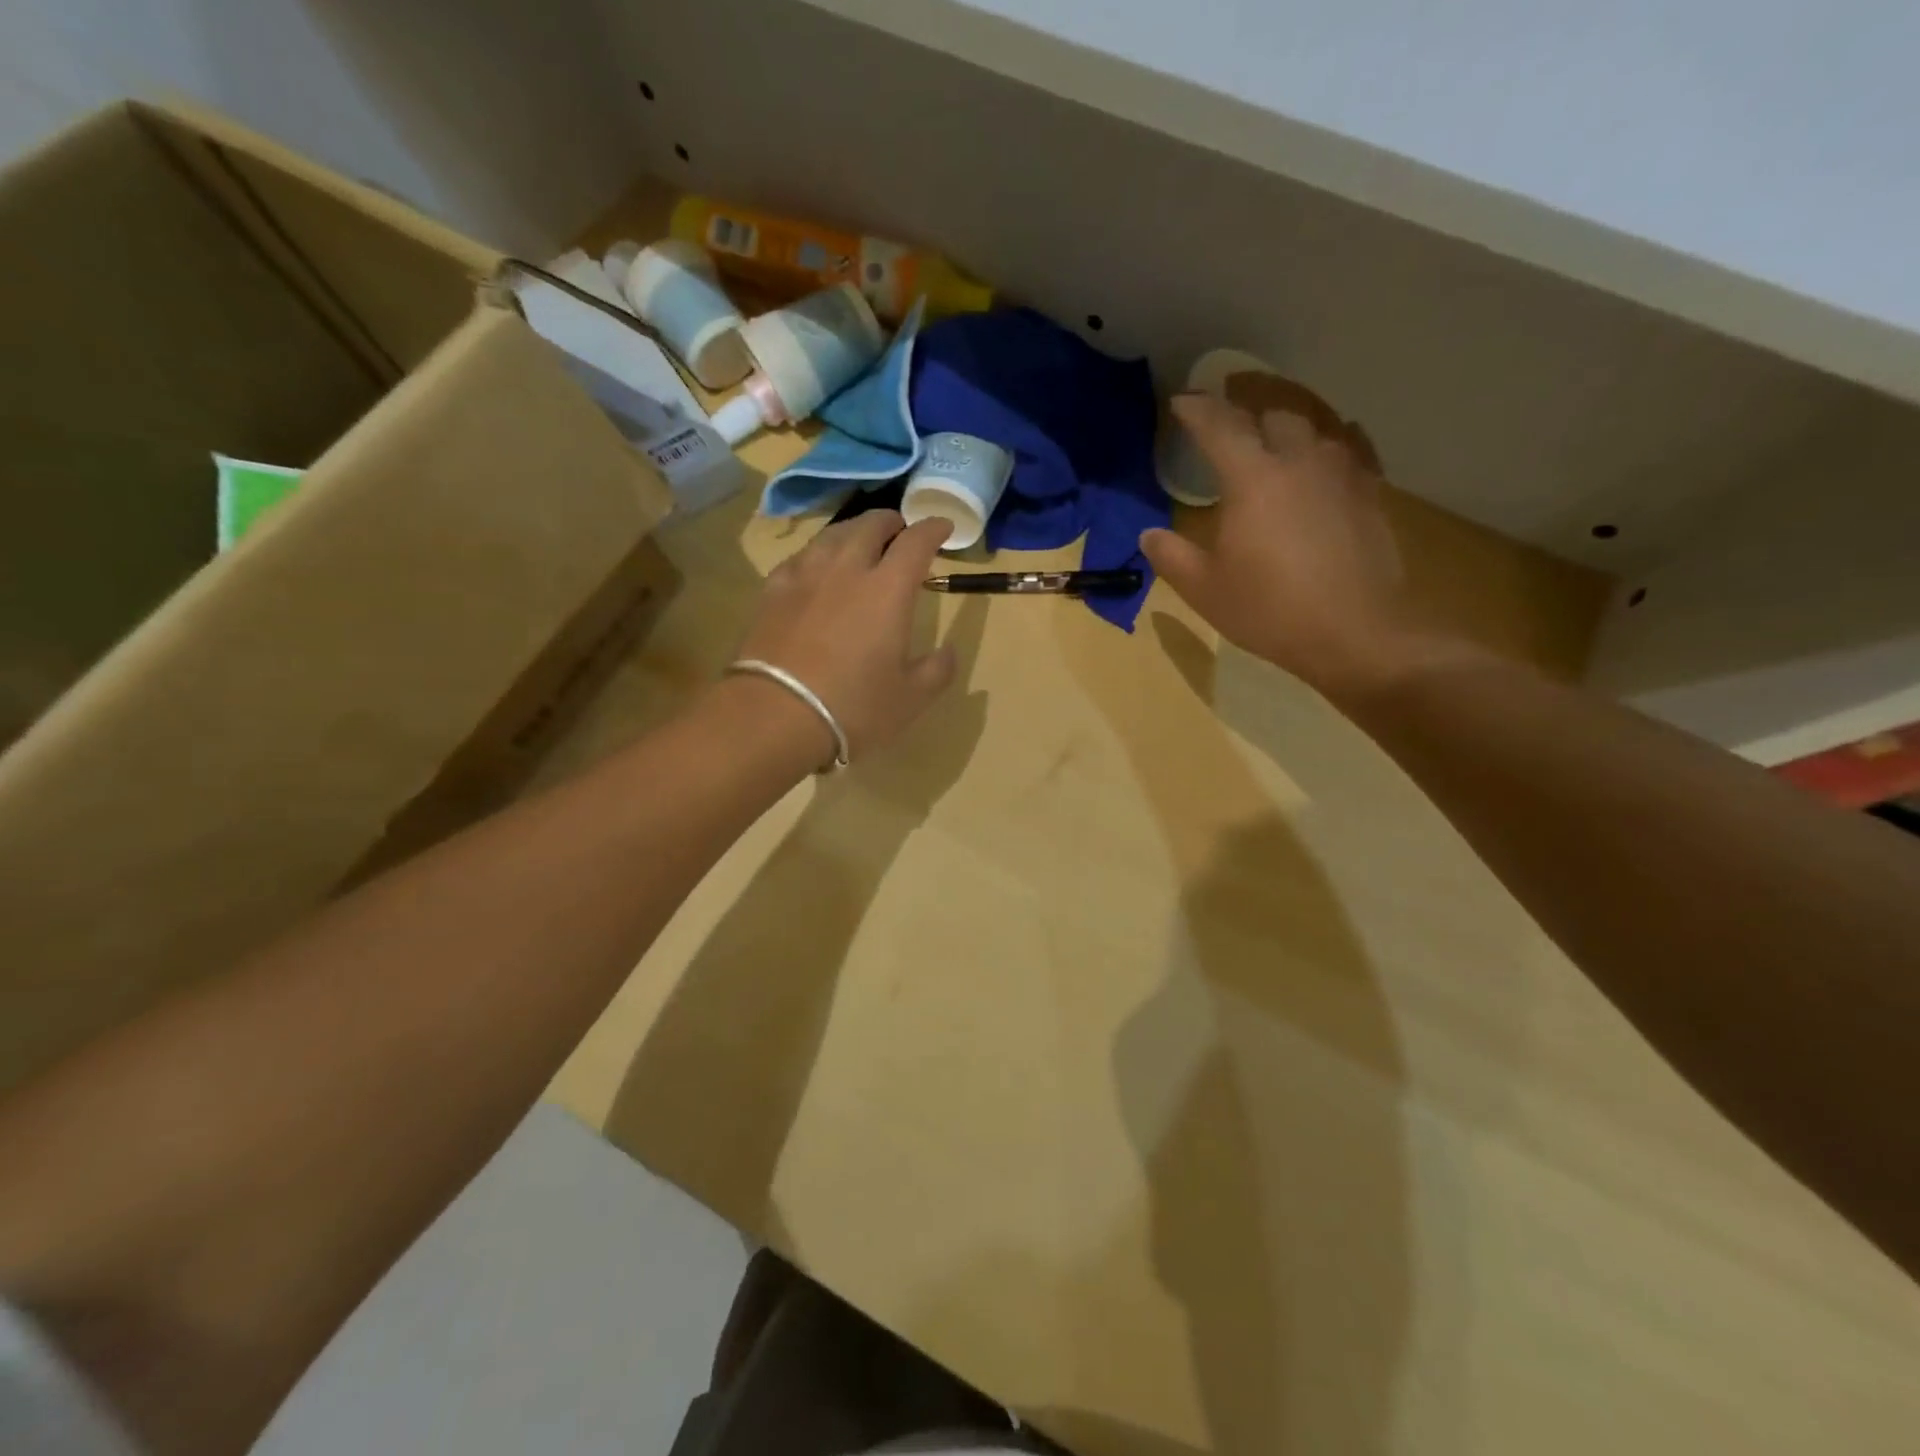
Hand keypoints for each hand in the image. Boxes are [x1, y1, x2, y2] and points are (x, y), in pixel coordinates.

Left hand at [737, 511, 957, 758]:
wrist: (774, 716)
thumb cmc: (853, 707)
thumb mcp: (911, 699)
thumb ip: (938, 670)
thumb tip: (948, 651)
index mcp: (889, 590)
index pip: (915, 543)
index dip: (932, 529)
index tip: (942, 526)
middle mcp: (847, 570)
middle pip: (869, 526)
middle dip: (890, 521)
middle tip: (899, 529)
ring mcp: (805, 577)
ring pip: (831, 536)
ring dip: (852, 531)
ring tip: (858, 540)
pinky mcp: (772, 592)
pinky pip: (799, 558)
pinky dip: (816, 555)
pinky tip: (814, 567)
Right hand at [1141, 395, 1467, 701]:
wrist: (1354, 632)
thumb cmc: (1269, 610)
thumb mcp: (1204, 589)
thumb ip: (1171, 556)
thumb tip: (1149, 535)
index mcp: (1253, 479)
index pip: (1220, 427)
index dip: (1197, 410)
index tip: (1181, 402)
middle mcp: (1300, 462)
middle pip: (1273, 417)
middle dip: (1246, 418)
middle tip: (1228, 432)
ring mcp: (1342, 474)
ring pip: (1315, 430)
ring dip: (1288, 433)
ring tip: (1275, 448)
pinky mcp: (1371, 494)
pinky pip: (1349, 452)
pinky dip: (1326, 451)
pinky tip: (1323, 466)